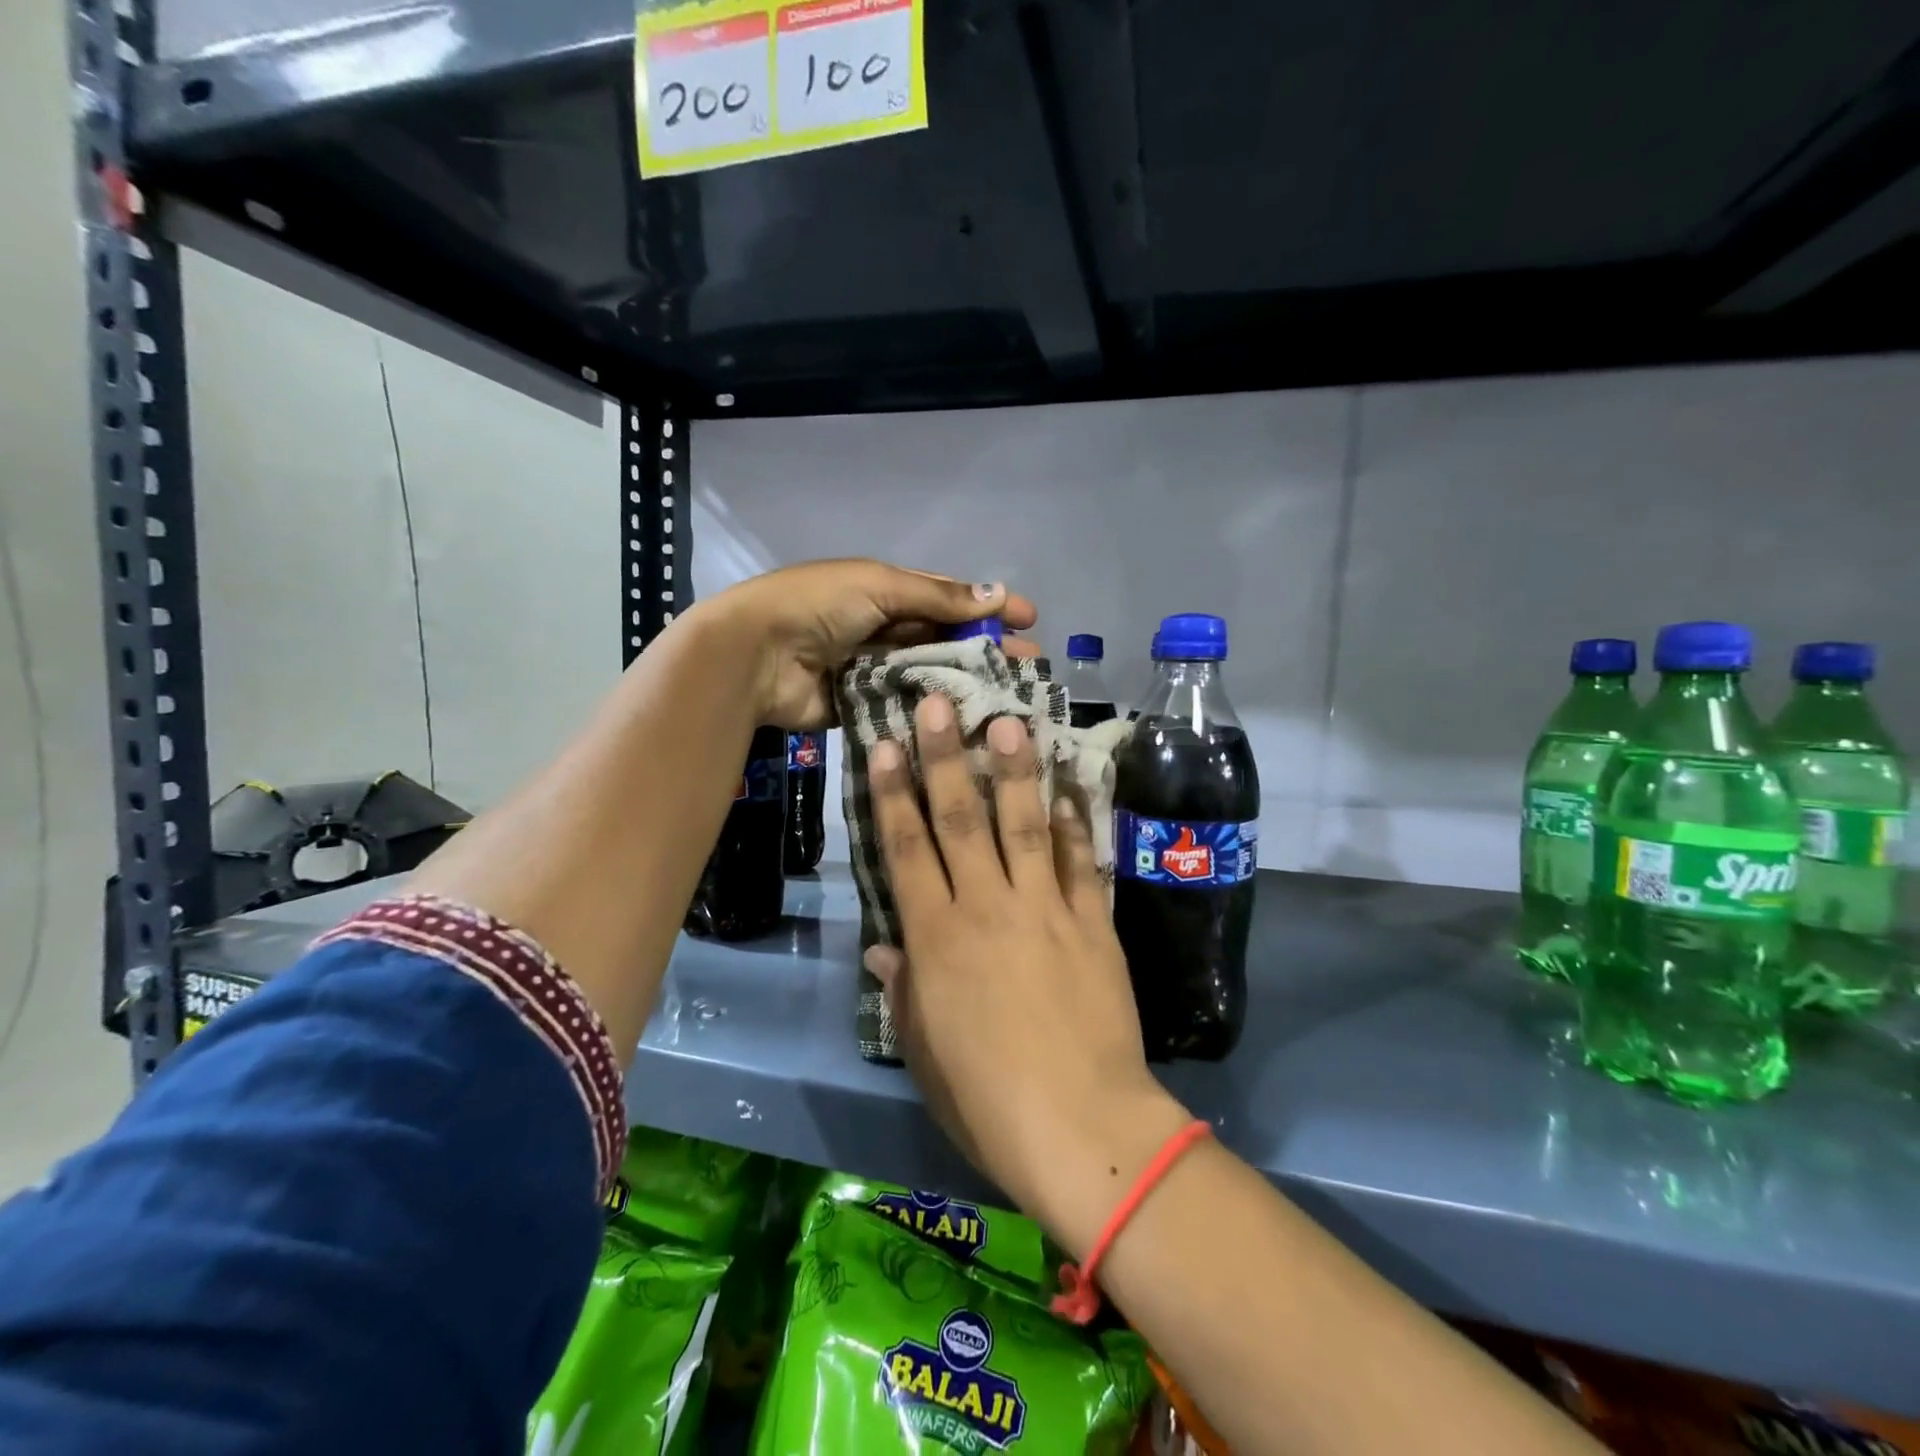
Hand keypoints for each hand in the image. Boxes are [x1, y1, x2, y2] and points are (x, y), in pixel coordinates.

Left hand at [694, 560, 1038, 729]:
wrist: (754, 655)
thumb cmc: (817, 606)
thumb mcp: (879, 586)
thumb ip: (938, 597)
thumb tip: (998, 593)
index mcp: (887, 590)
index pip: (949, 598)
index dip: (988, 607)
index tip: (1030, 620)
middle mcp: (885, 628)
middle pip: (946, 640)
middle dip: (987, 650)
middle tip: (1030, 668)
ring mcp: (875, 670)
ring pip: (931, 675)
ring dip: (968, 683)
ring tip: (1011, 699)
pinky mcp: (864, 706)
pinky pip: (907, 707)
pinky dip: (934, 713)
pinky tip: (971, 724)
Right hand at [865, 695, 1190, 1255]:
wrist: (1081, 1128)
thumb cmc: (986, 1100)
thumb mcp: (924, 1050)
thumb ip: (903, 991)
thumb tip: (882, 951)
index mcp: (936, 939)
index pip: (906, 849)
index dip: (893, 793)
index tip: (886, 744)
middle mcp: (987, 907)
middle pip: (961, 818)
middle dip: (946, 756)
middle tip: (939, 703)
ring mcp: (1045, 909)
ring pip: (1024, 824)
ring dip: (1015, 769)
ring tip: (1010, 719)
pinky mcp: (1093, 923)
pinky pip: (1083, 862)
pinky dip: (1077, 823)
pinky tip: (1070, 787)